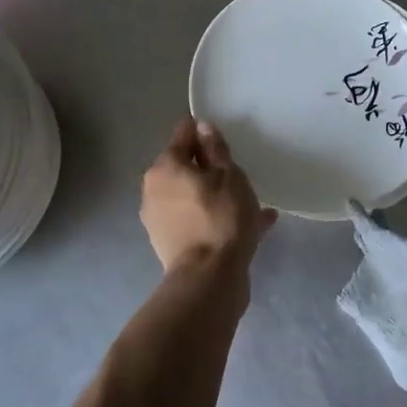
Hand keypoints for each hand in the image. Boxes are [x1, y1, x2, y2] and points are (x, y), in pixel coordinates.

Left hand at [140, 117, 275, 272]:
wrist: (209, 279)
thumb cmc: (222, 217)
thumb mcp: (229, 176)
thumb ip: (216, 149)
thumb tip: (203, 127)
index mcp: (165, 167)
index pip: (184, 134)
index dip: (205, 132)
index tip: (225, 140)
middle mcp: (154, 190)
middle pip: (185, 167)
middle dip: (210, 167)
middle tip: (239, 173)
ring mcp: (159, 219)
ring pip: (192, 196)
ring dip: (216, 195)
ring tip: (251, 202)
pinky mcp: (169, 244)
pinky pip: (197, 220)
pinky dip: (216, 218)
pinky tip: (252, 224)